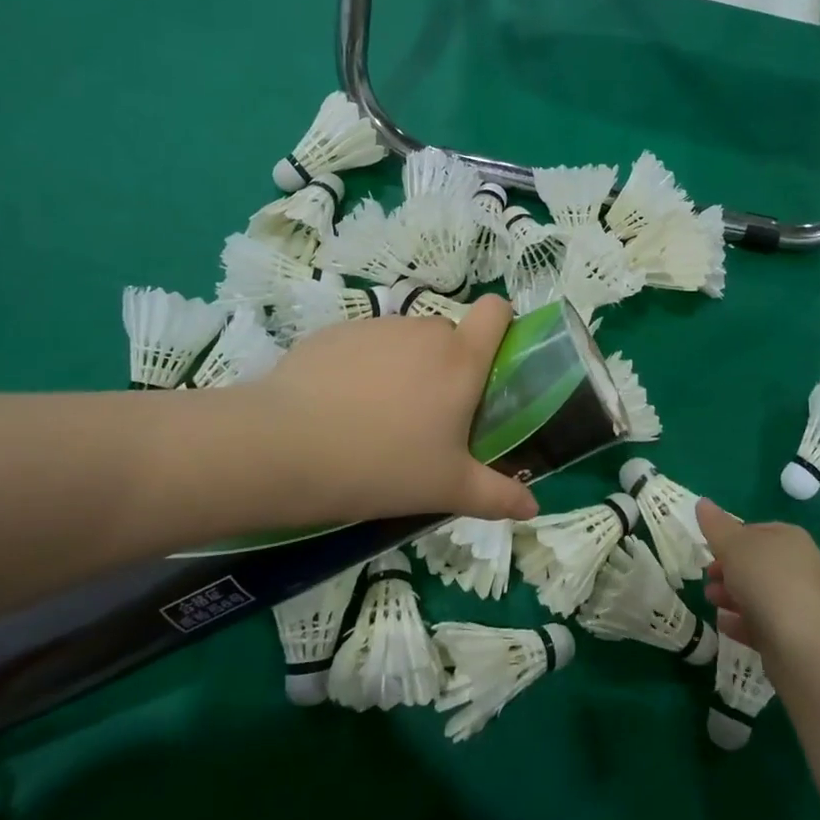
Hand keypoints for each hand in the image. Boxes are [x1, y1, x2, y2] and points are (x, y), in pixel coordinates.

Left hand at [163, 296, 538, 539]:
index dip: (500, 325)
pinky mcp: (333, 332)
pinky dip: (361, 367)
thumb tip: (534, 509)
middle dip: (446, 366)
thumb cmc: (383, 466)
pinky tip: (337, 408)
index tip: (490, 363)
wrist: (285, 449)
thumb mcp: (446, 489)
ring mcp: (376, 327)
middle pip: (449, 334)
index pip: (496, 310)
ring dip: (403, 367)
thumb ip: (497, 496)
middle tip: (427, 417)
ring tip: (376, 418)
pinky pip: (363, 345)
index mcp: (461, 360)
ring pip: (404, 341)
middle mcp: (423, 331)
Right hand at [697, 499, 819, 658]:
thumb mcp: (733, 545)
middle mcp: (804, 567)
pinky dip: (744, 622)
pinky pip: (767, 623)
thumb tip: (702, 502)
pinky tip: (724, 625)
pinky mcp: (801, 635)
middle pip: (760, 564)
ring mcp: (805, 603)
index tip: (711, 550)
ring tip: (711, 601)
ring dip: (733, 596)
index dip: (732, 538)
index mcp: (793, 539)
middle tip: (708, 578)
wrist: (801, 642)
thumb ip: (716, 525)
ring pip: (762, 595)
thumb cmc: (766, 580)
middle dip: (730, 570)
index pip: (759, 531)